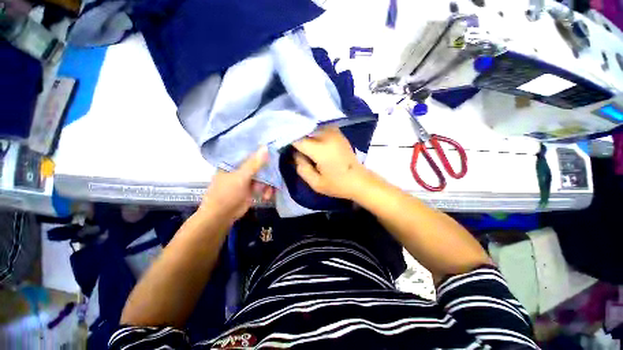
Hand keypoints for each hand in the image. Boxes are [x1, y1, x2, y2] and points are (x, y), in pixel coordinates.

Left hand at [199, 147, 274, 221]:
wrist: (221, 217)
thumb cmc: (227, 194)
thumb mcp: (241, 177)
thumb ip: (254, 164)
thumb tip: (266, 147)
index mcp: (234, 163)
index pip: (250, 153)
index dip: (262, 152)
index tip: (274, 150)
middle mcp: (241, 169)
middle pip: (259, 165)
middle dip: (268, 172)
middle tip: (278, 173)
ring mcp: (247, 180)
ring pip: (263, 177)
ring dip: (268, 185)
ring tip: (268, 193)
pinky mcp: (252, 189)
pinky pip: (263, 186)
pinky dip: (267, 191)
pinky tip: (267, 196)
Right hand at [293, 127, 369, 200]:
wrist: (359, 180)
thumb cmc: (338, 185)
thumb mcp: (316, 183)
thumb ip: (301, 168)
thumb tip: (295, 153)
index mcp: (320, 149)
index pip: (297, 139)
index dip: (287, 140)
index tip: (281, 145)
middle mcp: (327, 136)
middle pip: (304, 130)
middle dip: (295, 135)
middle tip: (289, 144)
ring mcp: (334, 132)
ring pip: (312, 126)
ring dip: (304, 132)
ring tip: (299, 140)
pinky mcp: (338, 132)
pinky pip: (320, 127)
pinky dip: (313, 130)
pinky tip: (310, 138)